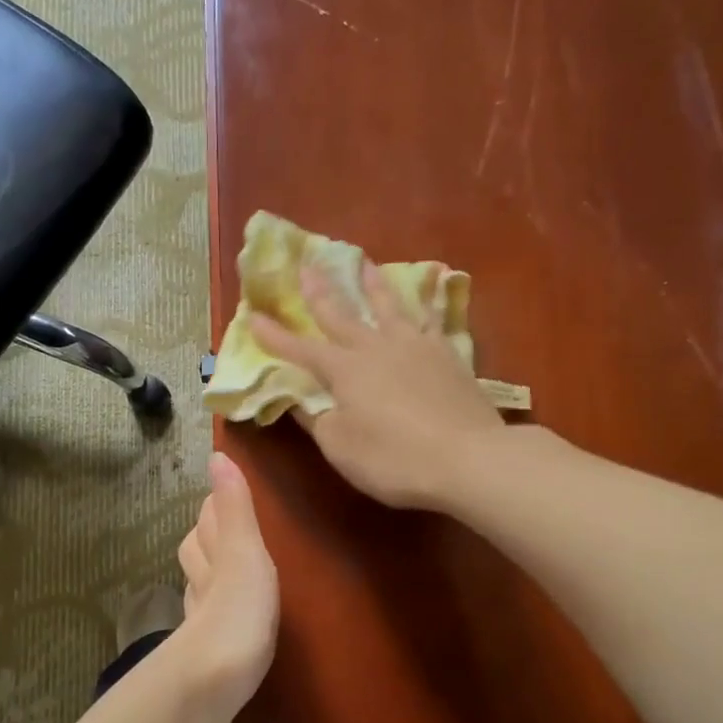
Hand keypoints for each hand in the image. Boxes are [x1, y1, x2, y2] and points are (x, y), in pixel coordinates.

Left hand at [174, 452, 279, 714]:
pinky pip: (210, 618)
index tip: (225, 491)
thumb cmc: (237, 612)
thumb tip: (217, 456)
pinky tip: (227, 618)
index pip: (207, 522)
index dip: (215, 505)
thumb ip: (236, 511)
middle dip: (208, 534)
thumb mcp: (245, 553)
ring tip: (228, 565)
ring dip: (210, 571)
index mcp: (214, 556)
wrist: (211, 685)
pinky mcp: (209, 653)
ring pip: (201, 584)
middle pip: (197, 551)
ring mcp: (202, 620)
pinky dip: (216, 607)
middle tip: (227, 523)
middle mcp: (202, 583)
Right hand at [251, 260, 504, 508]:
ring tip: (365, 262)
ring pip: (389, 307)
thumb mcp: (341, 448)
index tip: (253, 316)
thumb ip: (317, 420)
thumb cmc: (395, 459)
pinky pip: (431, 320)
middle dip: (321, 292)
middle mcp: (377, 348)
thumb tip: (299, 399)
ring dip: (373, 285)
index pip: (301, 350)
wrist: (469, 458)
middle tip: (308, 265)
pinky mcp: (448, 356)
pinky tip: (427, 296)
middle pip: (343, 315)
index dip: (276, 337)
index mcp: (345, 371)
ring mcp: (416, 347)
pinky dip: (425, 304)